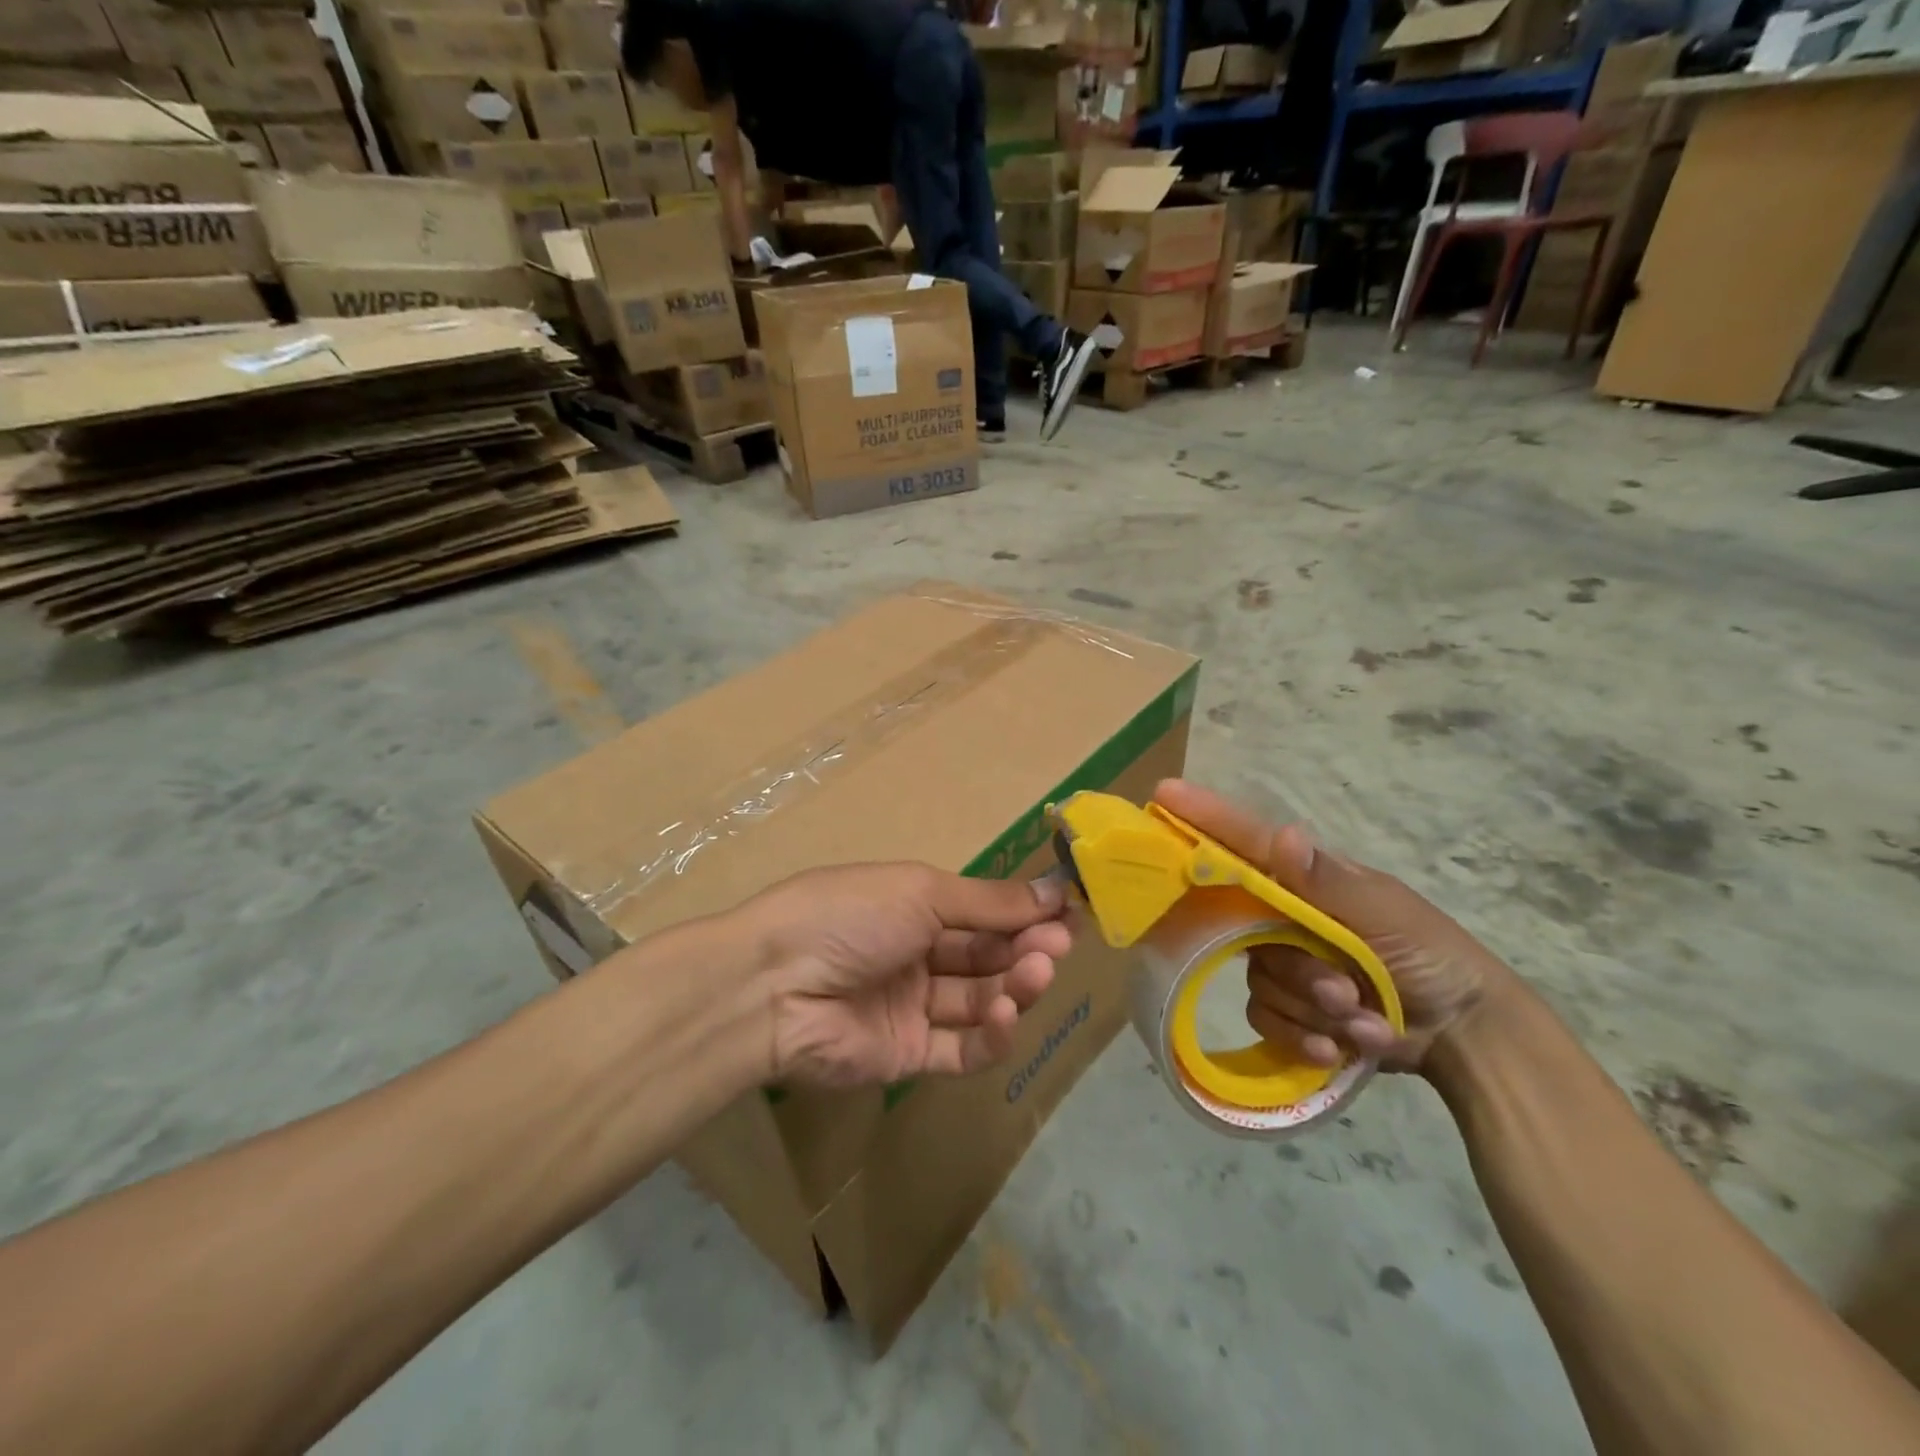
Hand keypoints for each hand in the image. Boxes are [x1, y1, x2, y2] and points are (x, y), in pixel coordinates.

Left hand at [738, 864, 1070, 1088]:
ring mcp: (912, 1008)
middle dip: (1027, 947)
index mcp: (913, 907)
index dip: (1024, 912)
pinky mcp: (907, 1056)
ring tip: (1037, 972)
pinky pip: (961, 1049)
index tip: (1069, 911)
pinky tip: (1007, 1014)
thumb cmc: (849, 915)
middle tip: (1061, 943)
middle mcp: (916, 955)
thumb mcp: (921, 892)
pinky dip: (992, 1034)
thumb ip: (988, 901)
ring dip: (1016, 986)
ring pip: (980, 1000)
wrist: (774, 985)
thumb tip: (1053, 890)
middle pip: (987, 956)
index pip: (983, 912)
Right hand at [1152, 780, 1517, 1075]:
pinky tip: (1341, 1046)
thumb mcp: (1385, 914)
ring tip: (1363, 1020)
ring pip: (1259, 981)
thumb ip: (1328, 881)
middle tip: (1343, 989)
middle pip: (1246, 931)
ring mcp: (1286, 962)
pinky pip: (1266, 1018)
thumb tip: (1283, 835)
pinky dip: (1305, 1036)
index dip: (1204, 818)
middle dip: (1298, 968)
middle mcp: (1286, 916)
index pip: (1246, 842)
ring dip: (1313, 1008)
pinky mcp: (1290, 1008)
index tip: (1164, 794)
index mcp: (1307, 879)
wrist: (1466, 1035)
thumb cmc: (1430, 955)